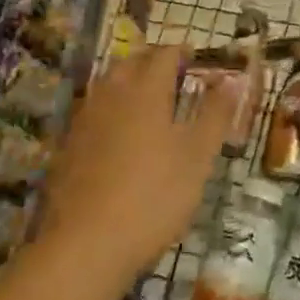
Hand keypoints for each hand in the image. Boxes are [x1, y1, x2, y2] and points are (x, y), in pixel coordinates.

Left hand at [35, 45, 234, 274]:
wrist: (85, 247)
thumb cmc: (154, 196)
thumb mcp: (199, 156)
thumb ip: (216, 114)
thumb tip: (232, 80)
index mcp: (145, 92)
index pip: (164, 55)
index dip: (183, 52)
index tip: (198, 58)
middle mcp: (111, 97)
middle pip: (130, 63)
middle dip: (153, 61)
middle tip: (176, 74)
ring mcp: (84, 123)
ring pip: (108, 86)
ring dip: (129, 83)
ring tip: (151, 100)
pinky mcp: (67, 150)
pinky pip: (94, 113)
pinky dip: (112, 110)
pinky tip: (121, 136)